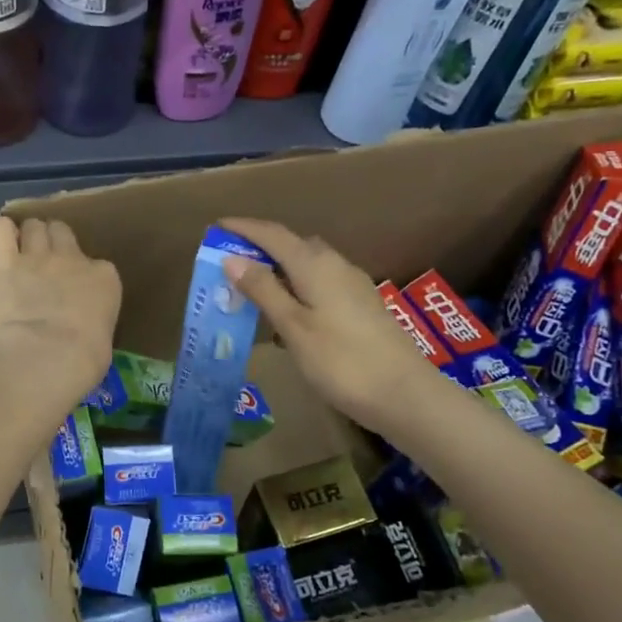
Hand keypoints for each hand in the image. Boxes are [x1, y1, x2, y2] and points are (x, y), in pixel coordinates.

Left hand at [0, 216, 120, 408]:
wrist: (48, 355)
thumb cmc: (84, 359)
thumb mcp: (103, 337)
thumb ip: (92, 319)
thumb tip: (81, 327)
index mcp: (104, 277)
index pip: (97, 264)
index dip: (83, 273)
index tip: (75, 289)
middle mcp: (72, 258)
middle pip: (62, 231)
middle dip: (54, 240)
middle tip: (45, 260)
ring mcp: (37, 257)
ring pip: (33, 226)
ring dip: (29, 235)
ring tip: (22, 251)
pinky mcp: (5, 262)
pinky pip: (2, 229)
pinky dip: (2, 231)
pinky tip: (2, 241)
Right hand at [219, 217, 441, 435]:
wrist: (404, 395)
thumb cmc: (341, 361)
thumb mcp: (293, 326)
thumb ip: (263, 290)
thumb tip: (233, 259)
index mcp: (315, 264)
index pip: (273, 234)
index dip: (244, 228)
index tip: (217, 227)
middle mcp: (336, 265)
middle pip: (293, 245)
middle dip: (260, 248)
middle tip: (230, 263)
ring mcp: (353, 285)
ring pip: (308, 265)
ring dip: (279, 269)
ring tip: (253, 290)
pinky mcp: (362, 306)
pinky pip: (320, 283)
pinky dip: (297, 287)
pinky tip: (288, 314)